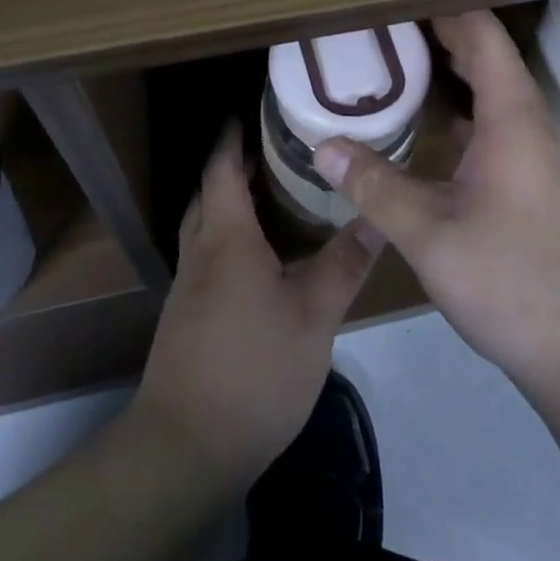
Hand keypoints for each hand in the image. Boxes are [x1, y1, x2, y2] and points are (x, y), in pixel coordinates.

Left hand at [132, 123, 378, 492]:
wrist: (184, 449)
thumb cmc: (253, 371)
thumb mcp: (313, 317)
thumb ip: (344, 264)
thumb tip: (375, 216)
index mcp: (227, 239)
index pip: (223, 169)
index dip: (233, 137)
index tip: (254, 111)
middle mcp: (201, 252)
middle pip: (210, 193)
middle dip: (234, 165)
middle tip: (276, 149)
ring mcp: (189, 287)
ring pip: (206, 225)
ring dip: (231, 201)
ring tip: (273, 195)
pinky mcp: (187, 317)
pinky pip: (208, 255)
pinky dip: (229, 237)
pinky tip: (261, 257)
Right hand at [312, 11, 559, 400]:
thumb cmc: (516, 284)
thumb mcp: (431, 237)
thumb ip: (375, 187)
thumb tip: (322, 145)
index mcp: (513, 119)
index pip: (482, 36)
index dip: (444, 8)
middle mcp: (532, 127)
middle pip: (489, 59)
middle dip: (440, 35)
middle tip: (384, 26)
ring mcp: (542, 158)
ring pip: (496, 96)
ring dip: (453, 75)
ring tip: (400, 67)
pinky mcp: (541, 187)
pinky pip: (500, 127)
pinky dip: (464, 113)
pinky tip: (434, 134)